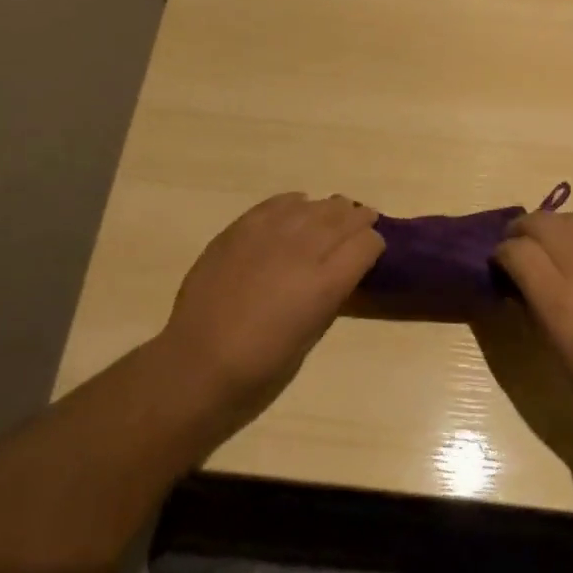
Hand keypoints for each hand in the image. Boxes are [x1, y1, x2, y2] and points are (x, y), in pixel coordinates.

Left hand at [160, 192, 383, 417]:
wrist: (198, 364)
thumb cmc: (261, 368)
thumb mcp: (311, 336)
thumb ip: (329, 296)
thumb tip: (337, 273)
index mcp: (326, 283)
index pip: (367, 243)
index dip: (374, 245)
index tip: (372, 252)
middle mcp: (303, 249)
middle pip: (343, 217)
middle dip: (357, 219)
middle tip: (363, 221)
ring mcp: (269, 234)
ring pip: (312, 206)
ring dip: (329, 209)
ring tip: (335, 211)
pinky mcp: (240, 229)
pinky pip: (276, 204)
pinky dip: (293, 204)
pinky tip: (297, 207)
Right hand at [493, 209, 572, 445]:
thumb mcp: (555, 347)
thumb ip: (533, 305)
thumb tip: (519, 282)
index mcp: (556, 294)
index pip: (514, 249)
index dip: (500, 255)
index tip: (498, 269)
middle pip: (539, 222)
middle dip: (521, 233)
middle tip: (517, 254)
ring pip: (569, 218)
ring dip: (552, 228)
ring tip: (550, 251)